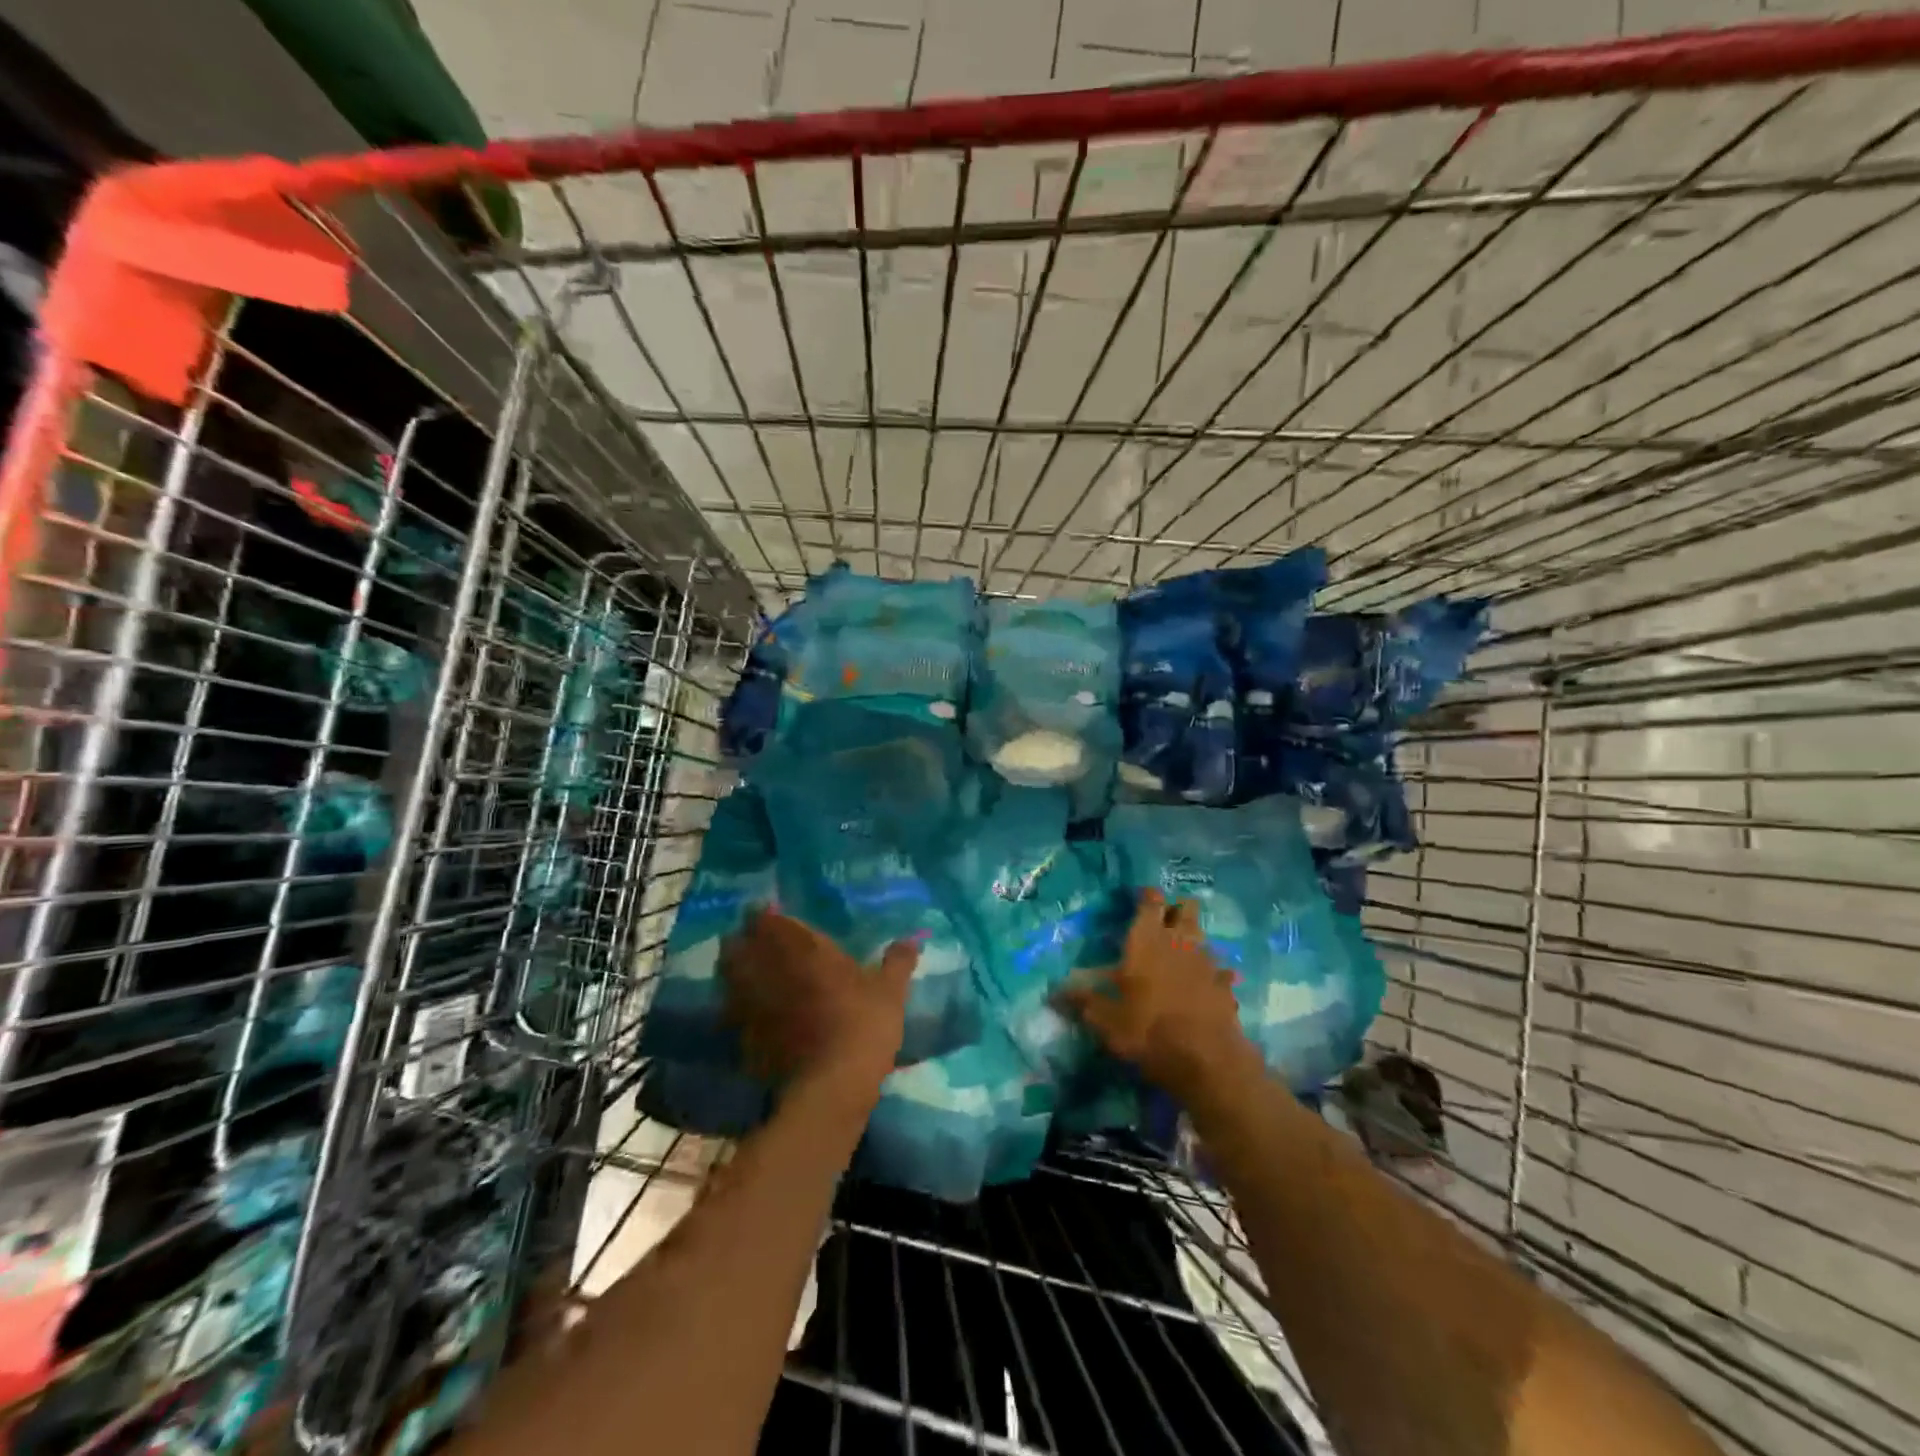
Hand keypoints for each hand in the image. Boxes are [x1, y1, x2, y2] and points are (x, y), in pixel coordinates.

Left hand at [721, 909, 917, 1101]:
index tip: (773, 916)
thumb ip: (898, 962)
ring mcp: (749, 1002)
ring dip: (735, 969)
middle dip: (744, 939)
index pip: (766, 918)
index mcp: (801, 947)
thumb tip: (913, 939)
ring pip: (727, 974)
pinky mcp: (741, 1035)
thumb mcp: (890, 991)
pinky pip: (730, 1010)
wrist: (830, 1087)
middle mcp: (767, 967)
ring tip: (753, 973)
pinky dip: (736, 1006)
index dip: (765, 915)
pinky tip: (752, 1012)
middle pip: (736, 943)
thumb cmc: (863, 1026)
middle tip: (761, 943)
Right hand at [1057, 889, 1251, 1101]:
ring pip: (1203, 937)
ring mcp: (1207, 963)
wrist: (1207, 1060)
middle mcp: (1179, 942)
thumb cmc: (1148, 1030)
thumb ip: (1082, 1002)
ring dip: (1193, 940)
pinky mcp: (1226, 988)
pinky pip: (1220, 972)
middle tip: (1163, 920)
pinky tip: (1205, 986)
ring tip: (1181, 952)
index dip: (1148, 896)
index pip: (1151, 902)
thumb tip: (1053, 993)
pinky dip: (1213, 975)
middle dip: (1177, 909)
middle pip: (1186, 909)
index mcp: (1147, 941)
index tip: (1142, 896)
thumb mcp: (1106, 1020)